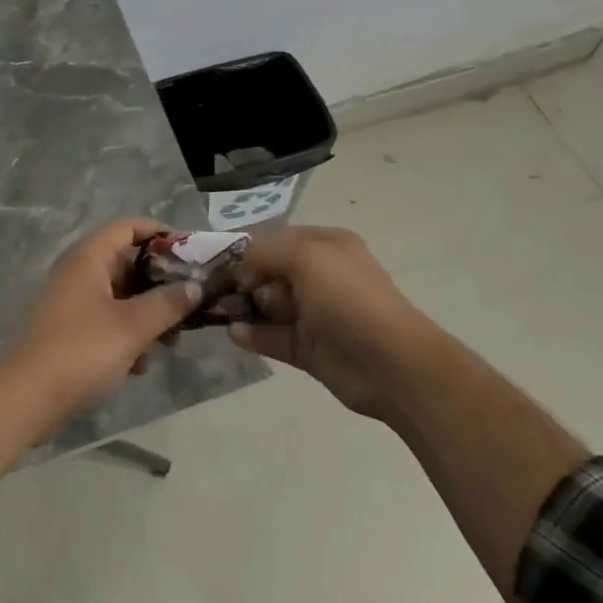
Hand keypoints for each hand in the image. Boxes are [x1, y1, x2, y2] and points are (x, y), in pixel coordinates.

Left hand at [4, 218, 202, 420]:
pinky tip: (139, 365)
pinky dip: (125, 334)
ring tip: (169, 343)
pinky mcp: (66, 331)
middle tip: (188, 303)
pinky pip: (105, 320)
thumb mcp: (133, 326)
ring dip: (146, 314)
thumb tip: (195, 286)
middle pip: (126, 262)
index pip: (128, 226)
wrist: (23, 399)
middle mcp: (77, 271)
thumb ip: (168, 303)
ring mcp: (69, 302)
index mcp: (89, 257)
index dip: (160, 233)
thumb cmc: (81, 351)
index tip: (190, 253)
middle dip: (159, 284)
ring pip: (119, 295)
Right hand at [230, 225, 431, 419]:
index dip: (244, 247)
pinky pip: (273, 337)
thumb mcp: (306, 257)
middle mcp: (319, 275)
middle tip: (211, 288)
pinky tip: (234, 333)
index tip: (212, 258)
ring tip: (217, 311)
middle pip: (268, 271)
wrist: (391, 363)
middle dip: (240, 278)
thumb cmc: (348, 298)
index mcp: (325, 245)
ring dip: (243, 307)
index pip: (275, 238)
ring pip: (269, 305)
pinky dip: (253, 334)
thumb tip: (238, 264)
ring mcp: (315, 314)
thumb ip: (264, 251)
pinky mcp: (309, 348)